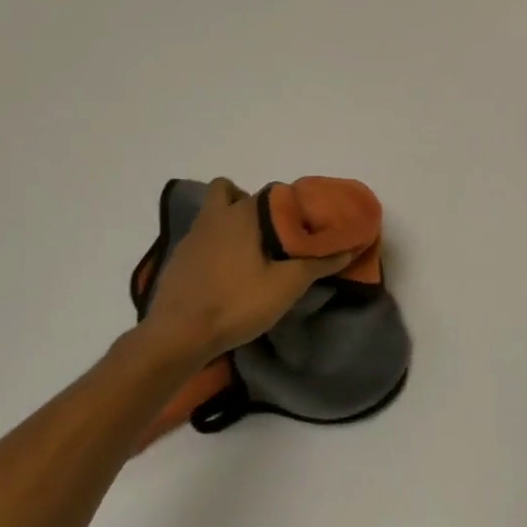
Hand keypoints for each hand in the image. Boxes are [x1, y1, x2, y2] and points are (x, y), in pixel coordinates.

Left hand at [140, 178, 353, 360]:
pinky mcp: (176, 260)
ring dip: (228, 223)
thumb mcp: (286, 286)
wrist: (177, 336)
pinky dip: (213, 247)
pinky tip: (225, 274)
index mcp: (242, 214)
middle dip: (248, 202)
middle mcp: (214, 216)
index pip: (271, 192)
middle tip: (268, 231)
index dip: (289, 205)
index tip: (301, 224)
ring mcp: (190, 237)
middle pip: (229, 191)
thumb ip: (318, 264)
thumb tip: (349, 248)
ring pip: (211, 214)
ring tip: (249, 253)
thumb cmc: (236, 303)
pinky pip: (200, 239)